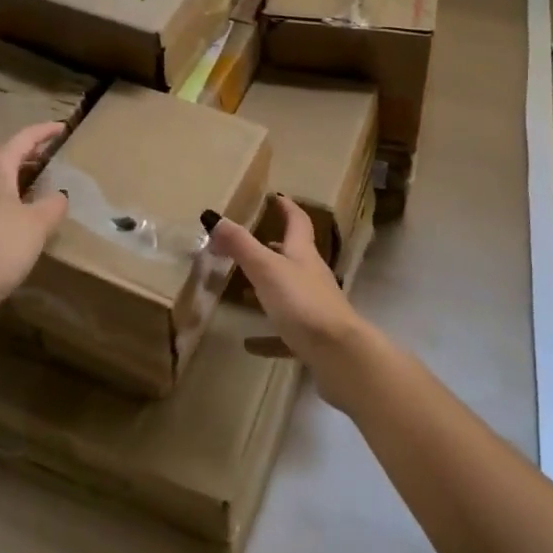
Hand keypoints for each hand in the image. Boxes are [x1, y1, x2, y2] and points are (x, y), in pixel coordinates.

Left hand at [0, 122, 69, 322]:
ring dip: (8, 171)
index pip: (23, 138)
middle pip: (1, 151)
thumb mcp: (38, 225)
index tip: (62, 127)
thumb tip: (58, 195)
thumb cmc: (0, 248)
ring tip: (27, 182)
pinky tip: (4, 209)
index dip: (44, 132)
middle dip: (24, 151)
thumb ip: (53, 204)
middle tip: (46, 157)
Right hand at [208, 194, 381, 410]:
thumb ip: (240, 245)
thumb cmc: (302, 303)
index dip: (287, 208)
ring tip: (244, 290)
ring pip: (290, 290)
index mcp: (303, 253)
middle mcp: (311, 275)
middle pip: (295, 255)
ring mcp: (315, 307)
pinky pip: (286, 331)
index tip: (276, 197)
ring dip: (270, 286)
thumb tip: (213, 216)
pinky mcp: (314, 337)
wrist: (340, 355)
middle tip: (251, 243)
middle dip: (275, 246)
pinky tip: (250, 344)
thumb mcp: (266, 269)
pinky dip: (268, 333)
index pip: (298, 222)